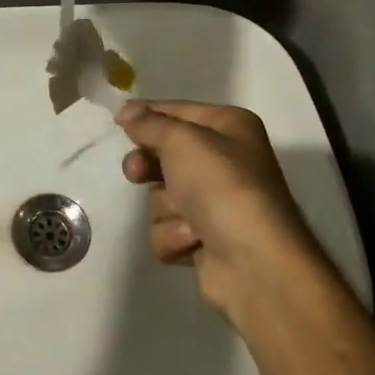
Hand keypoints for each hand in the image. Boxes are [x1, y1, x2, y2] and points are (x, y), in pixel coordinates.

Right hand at [118, 101, 326, 323]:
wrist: (255, 263)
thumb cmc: (222, 187)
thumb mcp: (182, 141)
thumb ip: (150, 124)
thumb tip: (127, 112)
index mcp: (229, 127)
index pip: (177, 111)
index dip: (147, 115)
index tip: (118, 123)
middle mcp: (225, 161)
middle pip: (166, 154)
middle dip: (149, 167)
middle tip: (136, 173)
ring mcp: (216, 203)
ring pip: (163, 195)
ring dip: (167, 208)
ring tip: (188, 219)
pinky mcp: (205, 239)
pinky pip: (169, 228)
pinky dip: (175, 235)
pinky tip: (195, 241)